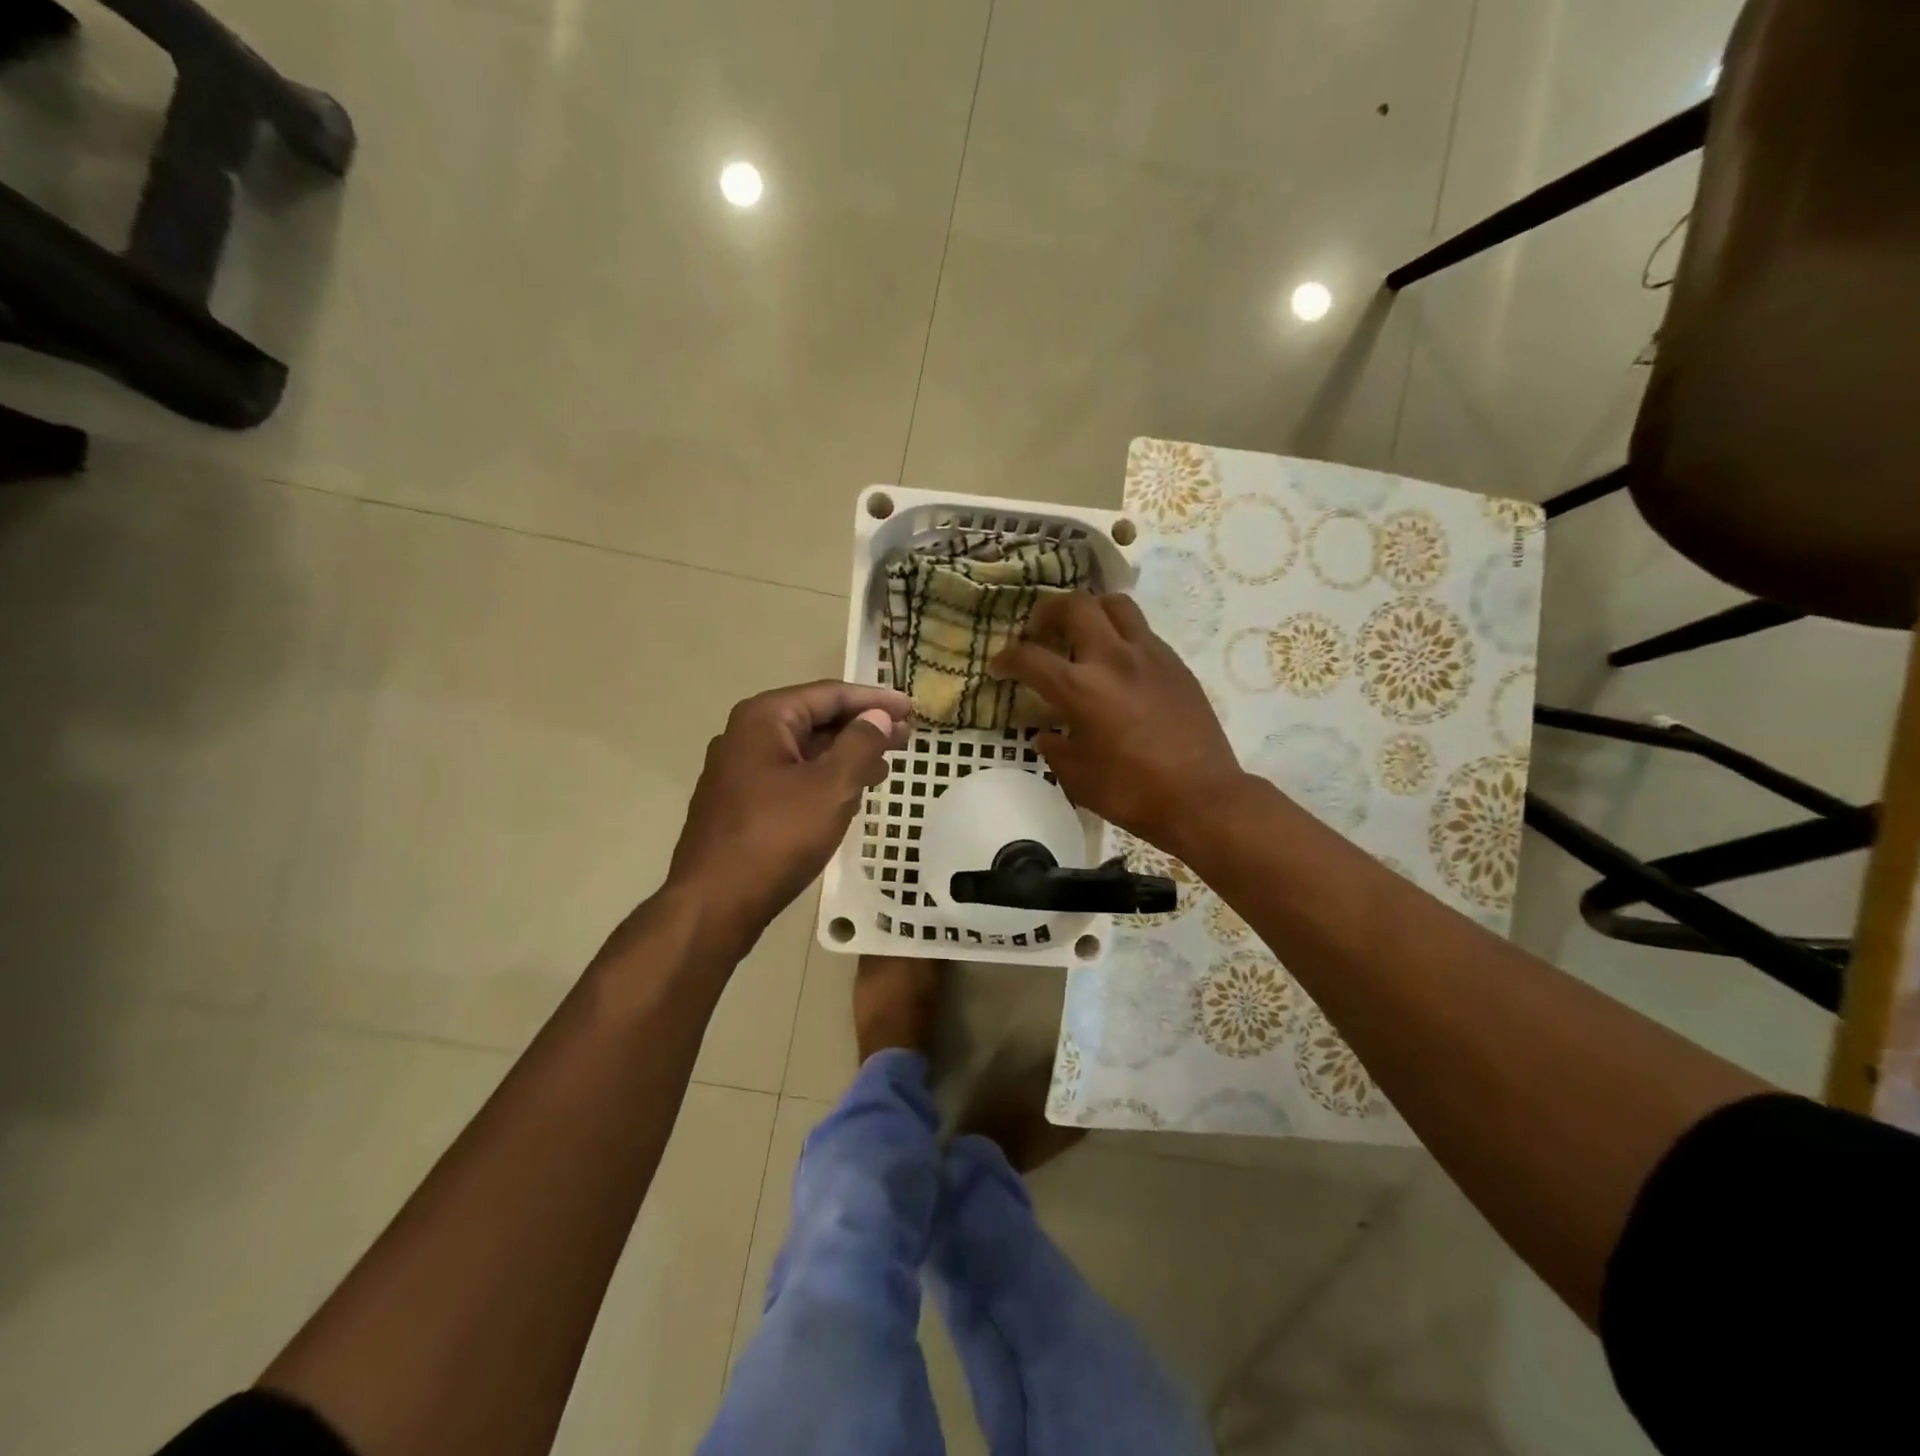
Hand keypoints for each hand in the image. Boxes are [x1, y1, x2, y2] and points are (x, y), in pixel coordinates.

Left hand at [666, 680, 910, 956]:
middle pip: (815, 719)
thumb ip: (860, 745)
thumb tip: (877, 717)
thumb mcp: (830, 787)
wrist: (714, 904)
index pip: (830, 694)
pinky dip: (824, 777)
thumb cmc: (776, 838)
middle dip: (862, 726)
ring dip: (846, 754)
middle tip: (905, 736)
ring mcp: (739, 771)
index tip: (910, 708)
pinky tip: (849, 792)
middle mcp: (746, 735)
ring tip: (886, 763)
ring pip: (804, 750)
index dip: (874, 700)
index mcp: (764, 718)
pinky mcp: (740, 802)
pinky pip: (791, 776)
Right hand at [990, 593, 1242, 855]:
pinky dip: (1120, 635)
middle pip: (1075, 605)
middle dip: (1047, 612)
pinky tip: (1118, 663)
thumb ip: (1056, 749)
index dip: (1006, 658)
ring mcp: (1149, 655)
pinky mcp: (1175, 663)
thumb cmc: (1133, 792)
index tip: (999, 666)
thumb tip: (1048, 735)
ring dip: (1090, 611)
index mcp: (1081, 689)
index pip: (1030, 657)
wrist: (1202, 798)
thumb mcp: (1078, 778)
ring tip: (1081, 633)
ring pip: (1115, 605)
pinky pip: (1142, 631)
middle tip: (1039, 632)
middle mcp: (1113, 659)